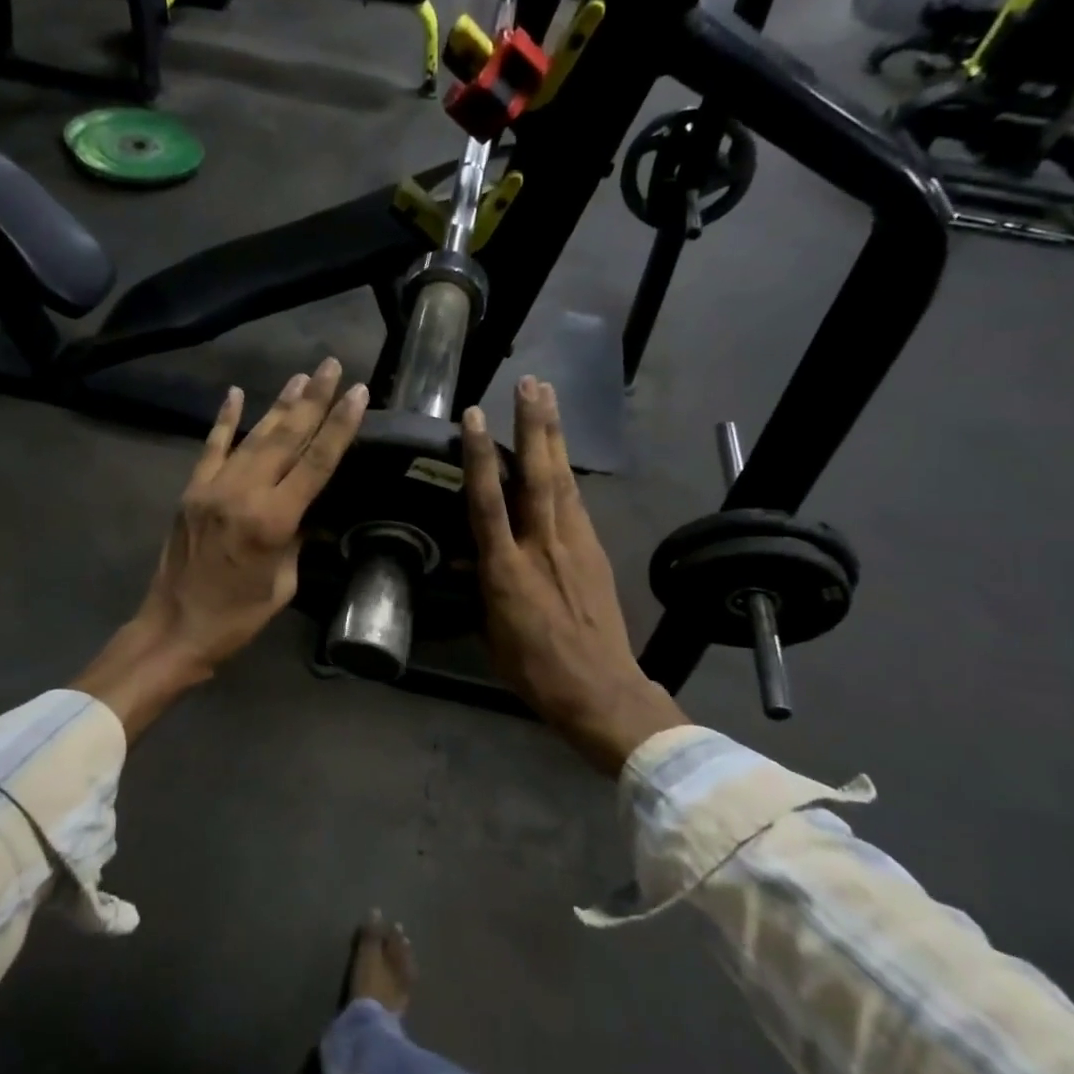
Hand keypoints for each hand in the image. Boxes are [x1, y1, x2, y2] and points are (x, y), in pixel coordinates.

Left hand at [75, 358, 368, 740]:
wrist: (173, 628)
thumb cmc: (237, 617)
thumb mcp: (283, 583)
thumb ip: (296, 539)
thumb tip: (305, 509)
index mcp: (272, 520)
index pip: (315, 463)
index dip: (339, 426)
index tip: (356, 392)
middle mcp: (243, 493)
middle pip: (286, 438)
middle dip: (313, 400)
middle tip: (331, 366)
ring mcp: (212, 487)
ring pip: (253, 436)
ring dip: (279, 405)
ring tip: (302, 376)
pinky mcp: (191, 490)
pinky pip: (211, 447)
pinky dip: (225, 419)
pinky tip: (235, 393)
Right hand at [462, 377, 686, 774]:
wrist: (600, 690)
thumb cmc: (534, 670)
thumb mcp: (492, 633)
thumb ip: (484, 588)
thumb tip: (475, 559)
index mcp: (507, 571)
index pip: (488, 502)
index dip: (478, 457)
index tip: (472, 417)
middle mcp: (542, 547)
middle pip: (536, 476)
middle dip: (533, 426)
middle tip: (531, 383)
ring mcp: (574, 546)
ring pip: (561, 481)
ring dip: (554, 437)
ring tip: (548, 398)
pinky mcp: (596, 552)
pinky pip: (577, 504)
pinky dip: (566, 473)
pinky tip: (562, 455)